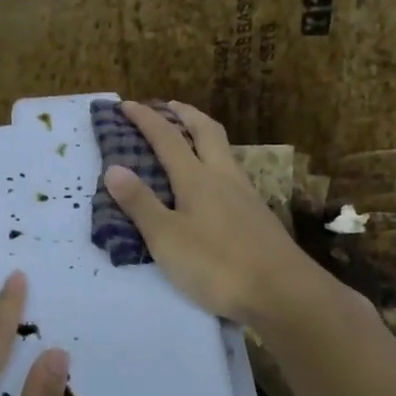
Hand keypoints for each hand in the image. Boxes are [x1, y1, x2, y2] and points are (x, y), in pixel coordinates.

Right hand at [103, 101, 315, 322]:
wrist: (281, 291)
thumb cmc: (216, 265)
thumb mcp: (166, 238)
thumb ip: (141, 204)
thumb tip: (114, 168)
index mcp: (197, 179)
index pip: (167, 139)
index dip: (146, 119)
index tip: (127, 104)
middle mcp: (223, 177)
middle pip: (207, 132)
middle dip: (185, 114)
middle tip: (169, 105)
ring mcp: (246, 195)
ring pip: (225, 151)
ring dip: (205, 135)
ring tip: (191, 137)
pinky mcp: (258, 215)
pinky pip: (234, 174)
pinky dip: (218, 162)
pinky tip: (216, 183)